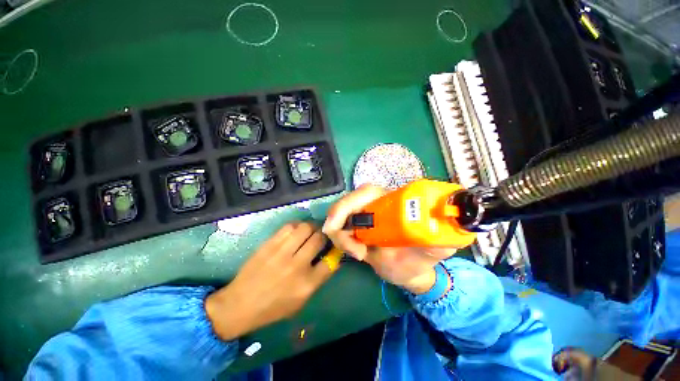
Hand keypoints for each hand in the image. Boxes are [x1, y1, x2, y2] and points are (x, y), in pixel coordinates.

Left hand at [205, 222, 335, 340]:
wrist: (240, 304)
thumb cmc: (273, 307)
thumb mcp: (301, 301)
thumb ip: (319, 279)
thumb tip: (332, 258)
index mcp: (306, 284)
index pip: (330, 261)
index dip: (334, 250)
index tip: (333, 247)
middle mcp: (297, 266)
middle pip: (319, 239)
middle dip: (324, 235)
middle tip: (322, 236)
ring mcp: (282, 253)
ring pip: (305, 228)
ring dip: (312, 227)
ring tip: (311, 230)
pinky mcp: (269, 244)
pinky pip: (289, 226)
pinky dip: (297, 225)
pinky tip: (297, 230)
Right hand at [323, 185, 454, 294]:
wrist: (409, 268)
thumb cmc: (420, 259)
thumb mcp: (430, 252)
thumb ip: (436, 243)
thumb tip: (438, 233)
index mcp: (395, 201)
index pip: (367, 192)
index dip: (349, 207)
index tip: (350, 236)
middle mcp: (377, 202)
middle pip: (347, 202)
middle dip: (341, 225)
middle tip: (356, 252)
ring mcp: (364, 212)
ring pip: (339, 214)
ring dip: (341, 236)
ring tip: (361, 254)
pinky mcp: (356, 222)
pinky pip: (339, 225)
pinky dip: (341, 238)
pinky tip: (356, 251)